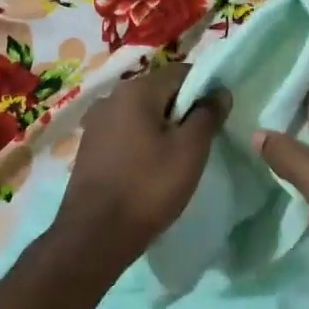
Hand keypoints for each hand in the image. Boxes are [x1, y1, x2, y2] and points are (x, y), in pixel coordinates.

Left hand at [60, 61, 229, 259]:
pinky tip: (150, 167)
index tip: (218, 115)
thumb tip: (220, 91)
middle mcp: (112, 97)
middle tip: (201, 139)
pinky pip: (125, 132)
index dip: (205, 88)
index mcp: (136, 90)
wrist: (94, 236)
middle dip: (182, 109)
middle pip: (159, 91)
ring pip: (141, 113)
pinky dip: (142, 141)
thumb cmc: (148, 187)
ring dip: (162, 127)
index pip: (181, 72)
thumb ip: (208, 115)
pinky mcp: (89, 146)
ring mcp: (96, 122)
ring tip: (177, 156)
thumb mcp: (190, 150)